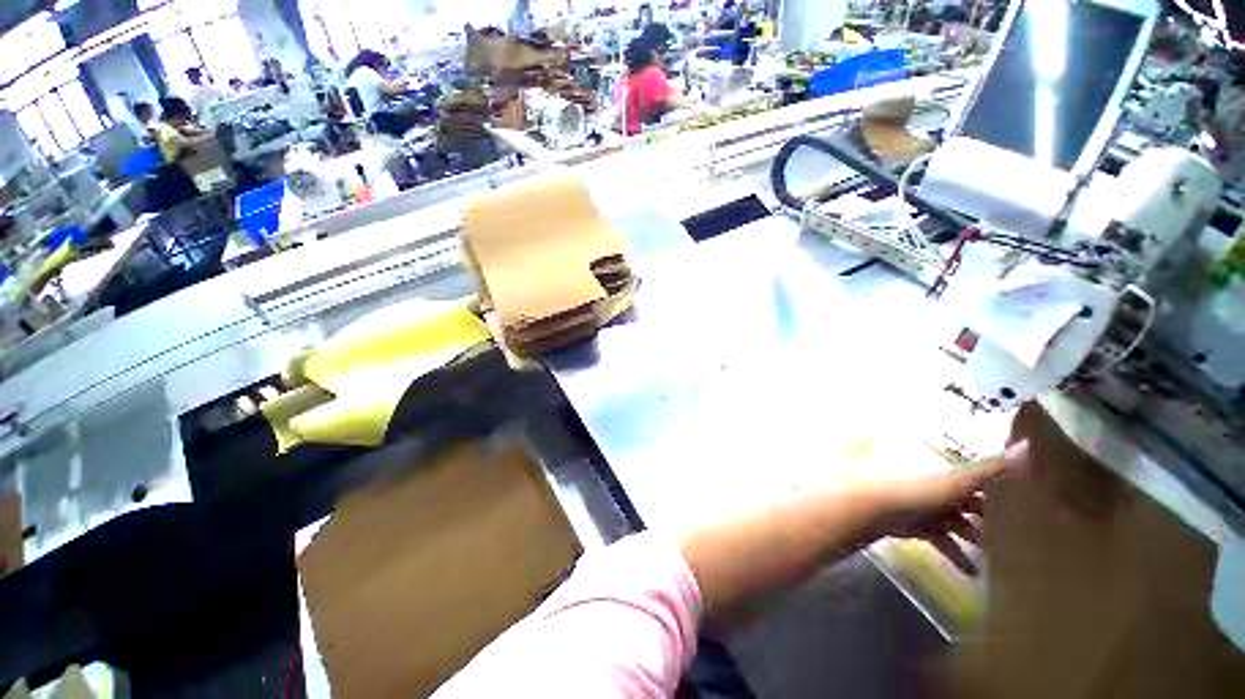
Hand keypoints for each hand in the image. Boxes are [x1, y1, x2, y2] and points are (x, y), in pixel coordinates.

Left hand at [877, 440, 1028, 575]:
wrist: (876, 508)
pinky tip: (972, 572)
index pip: (982, 479)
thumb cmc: (918, 492)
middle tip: (1019, 535)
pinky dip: (956, 555)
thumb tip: (1027, 445)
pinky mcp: (917, 527)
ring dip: (976, 538)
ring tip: (1001, 557)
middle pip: (970, 503)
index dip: (1004, 488)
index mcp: (950, 476)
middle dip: (992, 518)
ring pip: (958, 524)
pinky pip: (942, 541)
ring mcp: (927, 508)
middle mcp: (939, 489)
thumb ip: (990, 469)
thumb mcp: (957, 481)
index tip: (1031, 501)